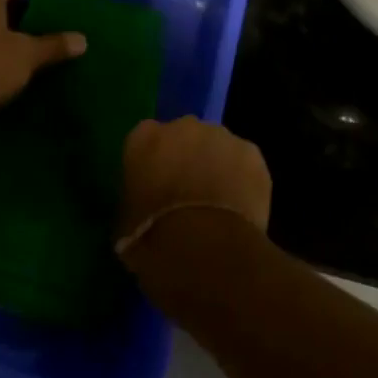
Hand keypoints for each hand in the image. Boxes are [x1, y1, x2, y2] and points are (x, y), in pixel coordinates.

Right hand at [114, 116, 271, 260]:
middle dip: (186, 159)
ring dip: (216, 166)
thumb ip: (136, 199)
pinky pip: (244, 162)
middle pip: (184, 137)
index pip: (145, 141)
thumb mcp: (125, 223)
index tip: (155, 187)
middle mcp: (182, 126)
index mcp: (144, 138)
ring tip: (218, 205)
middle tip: (188, 195)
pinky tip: (240, 208)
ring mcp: (221, 136)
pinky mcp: (252, 153)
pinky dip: (243, 179)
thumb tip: (144, 205)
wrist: (206, 251)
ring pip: (217, 146)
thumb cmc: (154, 241)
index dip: (153, 164)